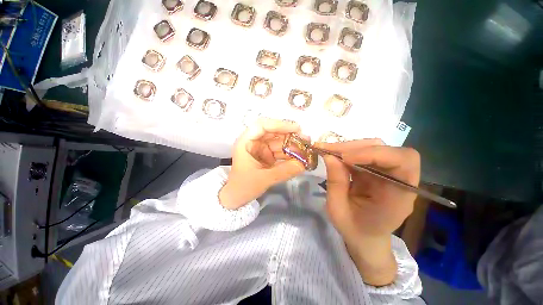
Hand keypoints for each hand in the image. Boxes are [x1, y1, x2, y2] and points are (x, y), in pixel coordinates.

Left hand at [219, 118, 305, 208]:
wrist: (236, 197)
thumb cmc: (243, 187)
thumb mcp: (263, 179)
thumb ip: (284, 171)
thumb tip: (304, 164)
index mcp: (246, 142)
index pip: (262, 125)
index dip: (279, 125)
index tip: (296, 129)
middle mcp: (253, 142)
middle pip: (273, 132)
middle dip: (289, 136)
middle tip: (305, 140)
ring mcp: (260, 149)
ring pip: (278, 142)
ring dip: (291, 146)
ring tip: (306, 150)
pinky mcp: (266, 156)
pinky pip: (279, 152)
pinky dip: (289, 154)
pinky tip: (299, 158)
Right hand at [317, 139, 419, 285]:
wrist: (365, 236)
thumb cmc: (354, 228)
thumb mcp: (338, 210)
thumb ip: (335, 183)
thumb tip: (329, 156)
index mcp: (398, 197)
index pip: (403, 162)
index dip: (375, 154)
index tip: (345, 158)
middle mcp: (399, 180)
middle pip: (388, 149)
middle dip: (356, 147)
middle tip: (330, 151)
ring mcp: (388, 172)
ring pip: (375, 147)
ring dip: (350, 147)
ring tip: (329, 151)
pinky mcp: (376, 169)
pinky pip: (365, 152)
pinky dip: (348, 150)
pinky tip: (334, 154)